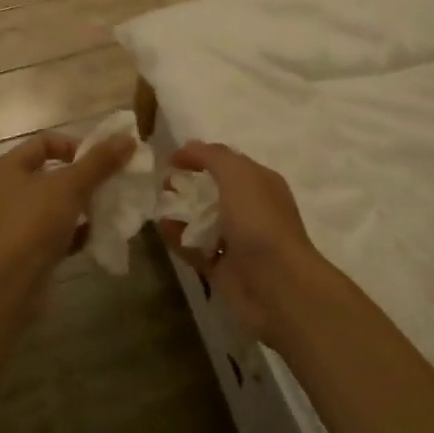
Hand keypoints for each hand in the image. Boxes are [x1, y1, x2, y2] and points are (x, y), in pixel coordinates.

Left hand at [0, 129, 135, 288]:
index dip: (76, 146)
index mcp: (6, 168)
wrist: (8, 287)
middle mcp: (5, 192)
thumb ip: (99, 162)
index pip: (45, 142)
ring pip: (56, 205)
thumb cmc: (32, 225)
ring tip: (110, 208)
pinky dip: (77, 232)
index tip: (102, 162)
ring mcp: (15, 223)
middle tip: (112, 184)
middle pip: (52, 174)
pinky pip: (56, 233)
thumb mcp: (69, 187)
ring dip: (83, 206)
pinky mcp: (26, 250)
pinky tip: (99, 235)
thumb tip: (129, 138)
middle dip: (84, 178)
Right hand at [159, 141, 326, 345]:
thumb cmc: (259, 222)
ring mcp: (237, 240)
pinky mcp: (222, 267)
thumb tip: (187, 147)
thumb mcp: (237, 175)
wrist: (277, 285)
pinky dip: (178, 238)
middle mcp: (250, 209)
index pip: (228, 162)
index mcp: (260, 183)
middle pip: (214, 191)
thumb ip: (211, 156)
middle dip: (188, 184)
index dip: (200, 156)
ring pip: (203, 220)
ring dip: (181, 212)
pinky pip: (195, 248)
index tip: (171, 159)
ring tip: (156, 205)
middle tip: (162, 183)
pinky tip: (161, 229)